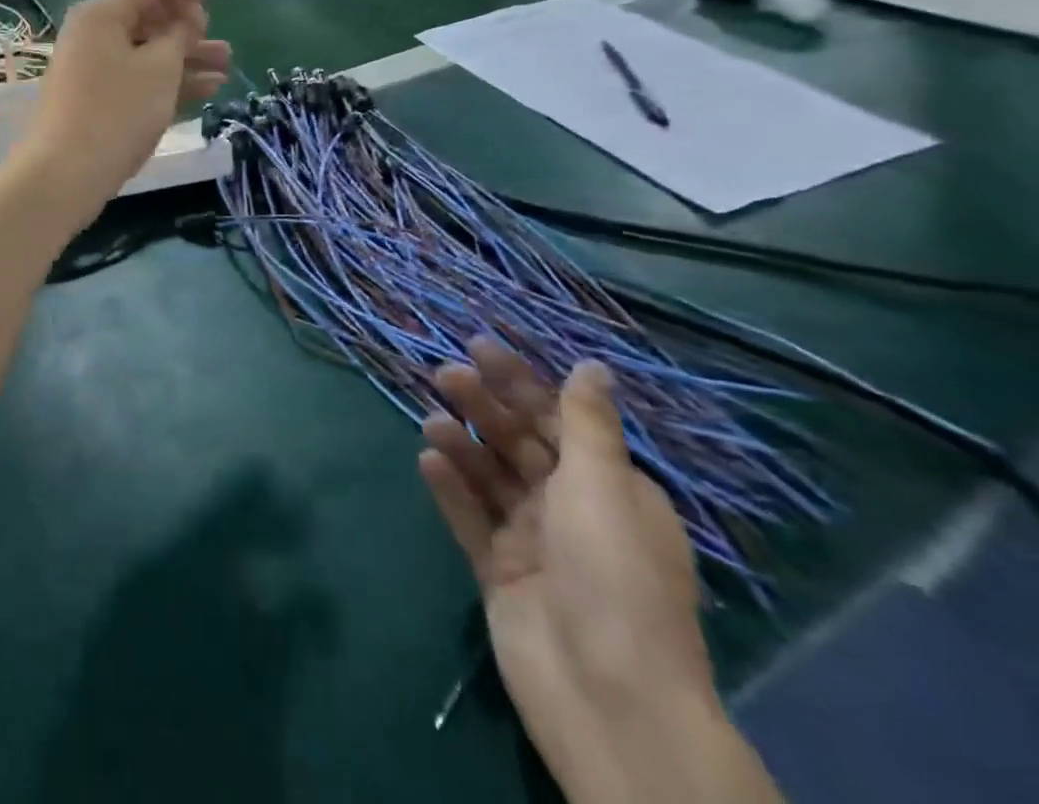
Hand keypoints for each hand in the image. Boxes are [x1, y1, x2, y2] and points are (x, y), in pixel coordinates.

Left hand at [15, 0, 230, 218]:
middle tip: (217, 39)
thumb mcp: (159, 68)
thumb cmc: (117, 111)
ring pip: (147, 50)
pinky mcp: (96, 98)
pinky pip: (139, 77)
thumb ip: (178, 36)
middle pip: (149, 17)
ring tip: (226, 65)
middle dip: (190, 25)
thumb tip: (182, 23)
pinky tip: (207, 89)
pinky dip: (170, 79)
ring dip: (187, 56)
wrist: (66, 173)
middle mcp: (93, 34)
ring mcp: (93, 68)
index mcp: (101, 14)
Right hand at [420, 342, 718, 746]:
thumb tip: (592, 365)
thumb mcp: (604, 486)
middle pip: (519, 443)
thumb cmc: (613, 575)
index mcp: (609, 489)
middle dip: (484, 405)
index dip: (520, 382)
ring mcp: (532, 541)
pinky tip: (427, 461)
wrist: (605, 694)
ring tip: (431, 421)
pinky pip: (469, 517)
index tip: (479, 346)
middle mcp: (571, 509)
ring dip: (462, 442)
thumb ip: (587, 423)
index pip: (557, 420)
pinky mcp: (498, 569)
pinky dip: (450, 488)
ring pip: (489, 475)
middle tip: (443, 374)